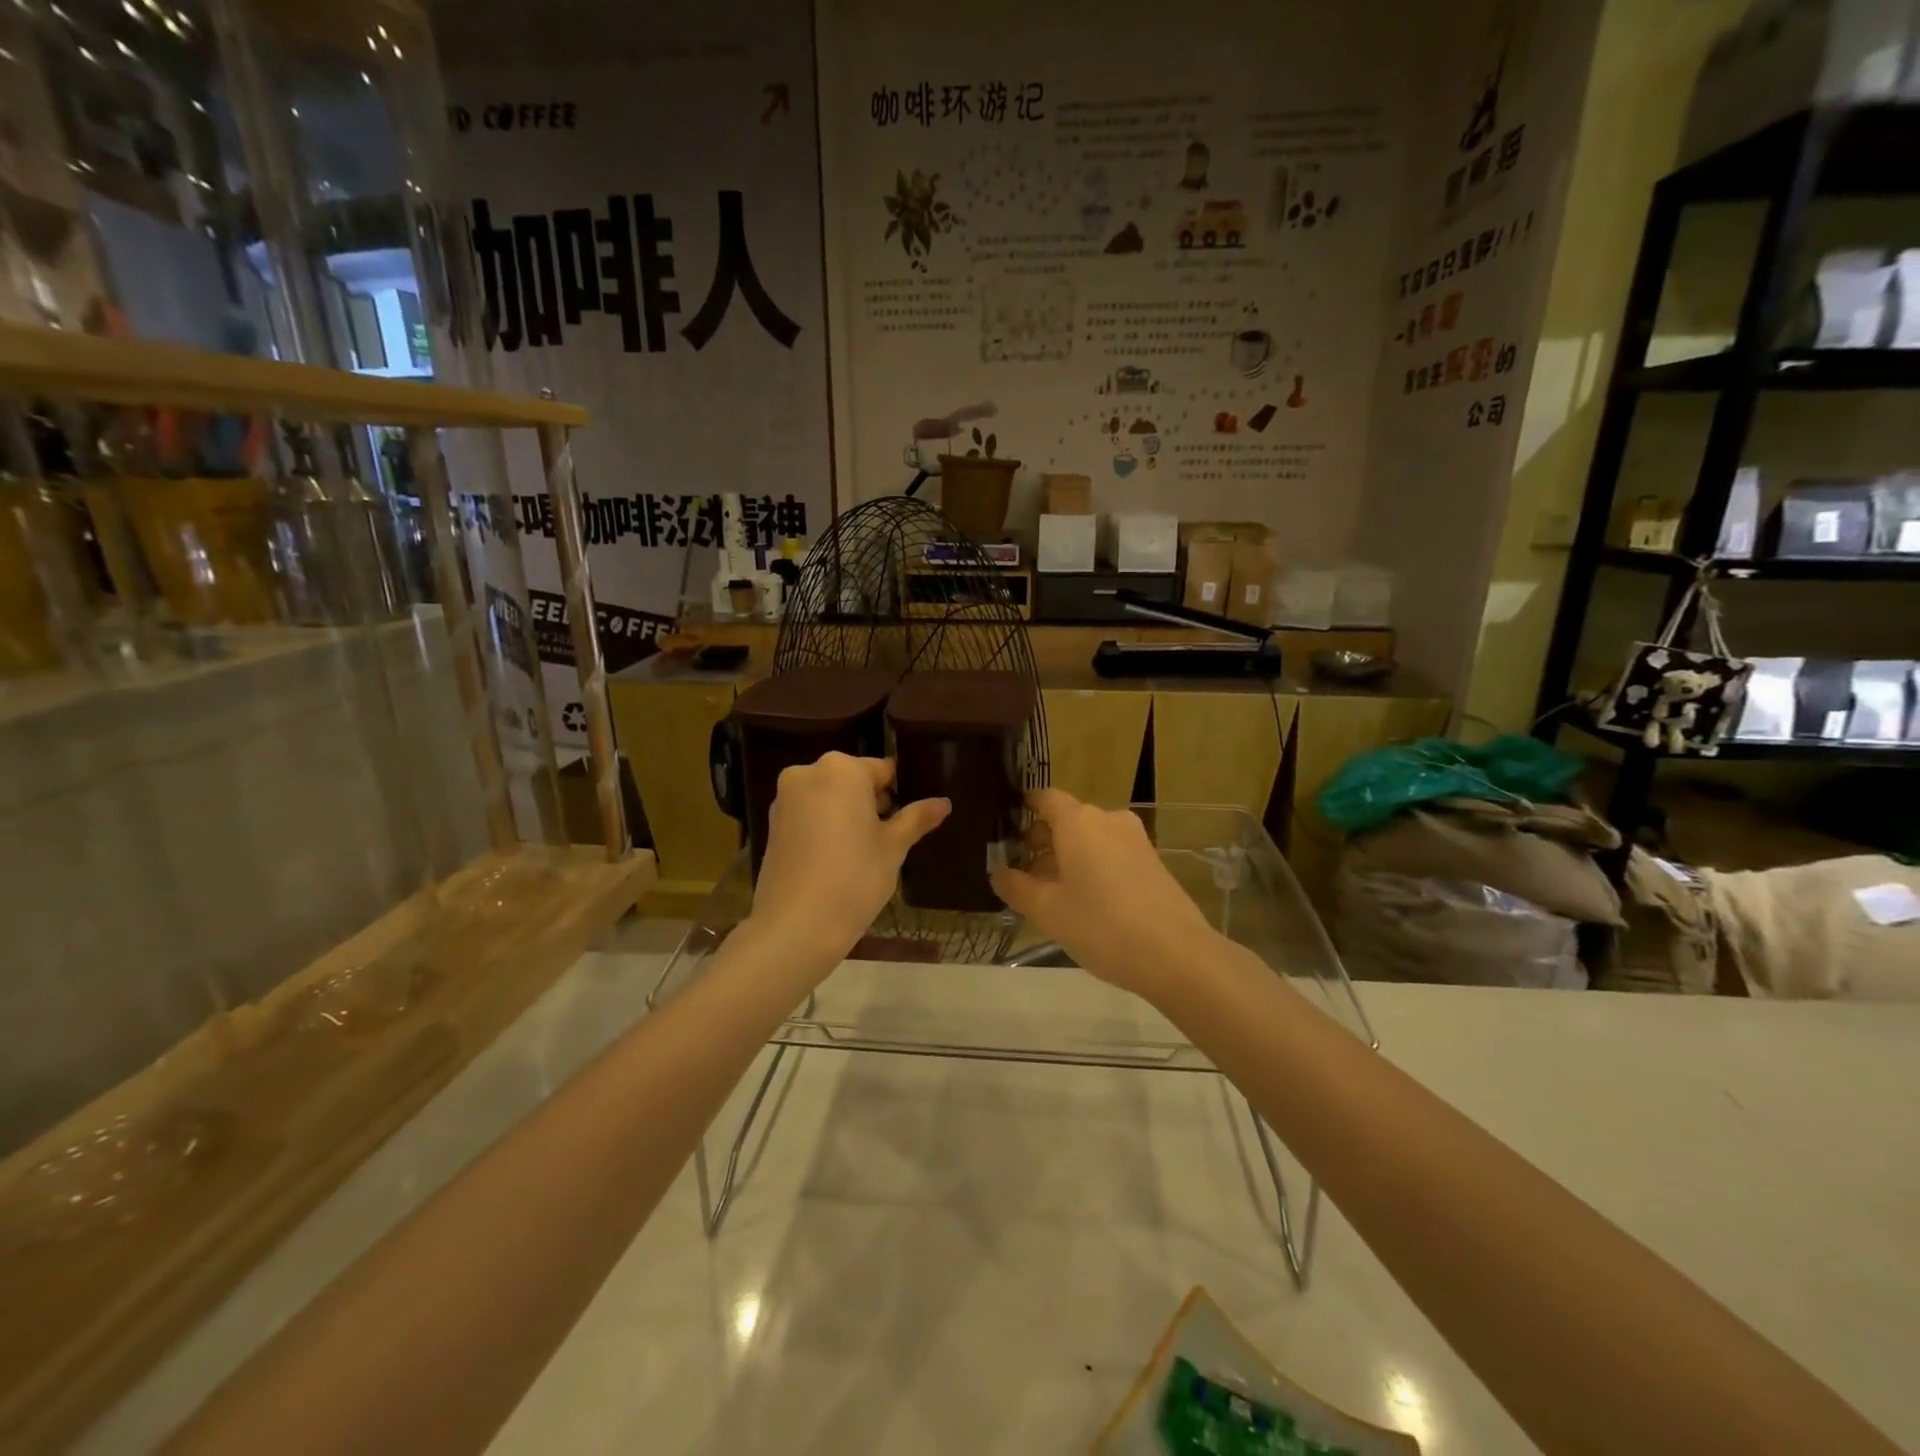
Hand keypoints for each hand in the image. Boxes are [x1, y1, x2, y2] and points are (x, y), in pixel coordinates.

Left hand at [746, 754, 949, 973]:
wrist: (796, 926)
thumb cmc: (854, 877)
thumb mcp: (893, 847)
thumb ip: (917, 818)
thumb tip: (944, 802)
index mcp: (841, 769)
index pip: (883, 770)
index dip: (900, 794)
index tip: (909, 820)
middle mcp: (808, 773)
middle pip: (853, 781)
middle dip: (872, 803)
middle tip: (889, 839)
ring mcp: (784, 799)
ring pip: (829, 798)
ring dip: (847, 815)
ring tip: (864, 853)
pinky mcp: (772, 825)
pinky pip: (809, 815)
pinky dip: (825, 828)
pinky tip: (836, 860)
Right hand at [990, 788, 1218, 999]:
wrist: (1178, 955)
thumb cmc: (1102, 926)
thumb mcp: (1048, 911)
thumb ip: (1016, 887)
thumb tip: (998, 871)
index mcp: (1078, 821)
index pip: (1044, 798)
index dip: (1023, 809)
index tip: (1005, 830)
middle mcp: (1107, 819)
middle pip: (1066, 819)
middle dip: (1041, 842)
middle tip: (1022, 875)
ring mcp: (1134, 838)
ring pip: (1089, 838)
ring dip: (1066, 857)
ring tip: (1051, 895)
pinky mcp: (1151, 860)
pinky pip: (1110, 852)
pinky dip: (1092, 866)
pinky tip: (1085, 902)